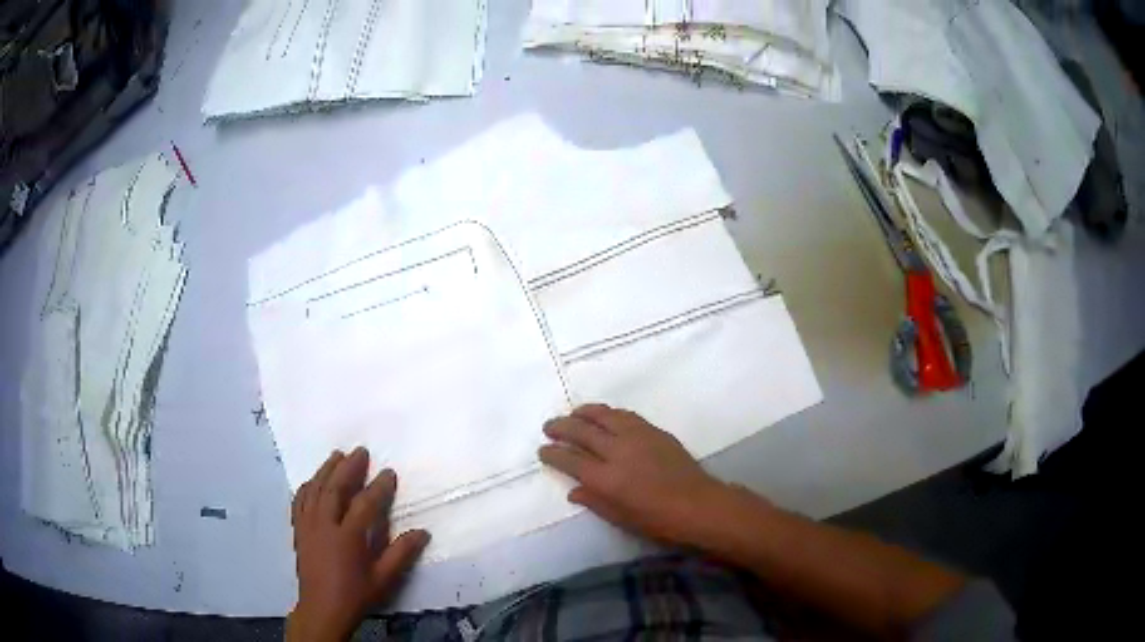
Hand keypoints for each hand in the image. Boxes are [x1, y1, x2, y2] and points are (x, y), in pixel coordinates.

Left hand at [287, 448, 429, 641]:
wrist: (323, 608)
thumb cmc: (356, 594)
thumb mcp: (384, 579)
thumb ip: (401, 554)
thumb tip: (422, 532)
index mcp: (348, 537)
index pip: (365, 504)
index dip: (378, 487)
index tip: (389, 472)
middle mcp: (325, 525)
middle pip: (335, 489)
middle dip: (348, 468)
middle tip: (360, 451)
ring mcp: (308, 525)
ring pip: (315, 490)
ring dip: (326, 470)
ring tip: (336, 455)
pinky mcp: (299, 530)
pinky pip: (300, 500)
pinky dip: (307, 486)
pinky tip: (313, 480)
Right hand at [539, 404, 732, 546]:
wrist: (699, 505)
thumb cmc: (659, 521)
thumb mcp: (621, 519)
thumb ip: (595, 501)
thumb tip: (574, 490)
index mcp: (606, 479)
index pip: (570, 460)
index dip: (553, 453)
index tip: (543, 450)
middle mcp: (617, 452)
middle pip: (582, 432)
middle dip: (562, 427)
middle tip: (549, 427)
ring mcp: (637, 437)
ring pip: (603, 416)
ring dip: (584, 413)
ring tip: (573, 414)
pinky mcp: (654, 431)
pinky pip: (625, 415)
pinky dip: (608, 413)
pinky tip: (604, 415)